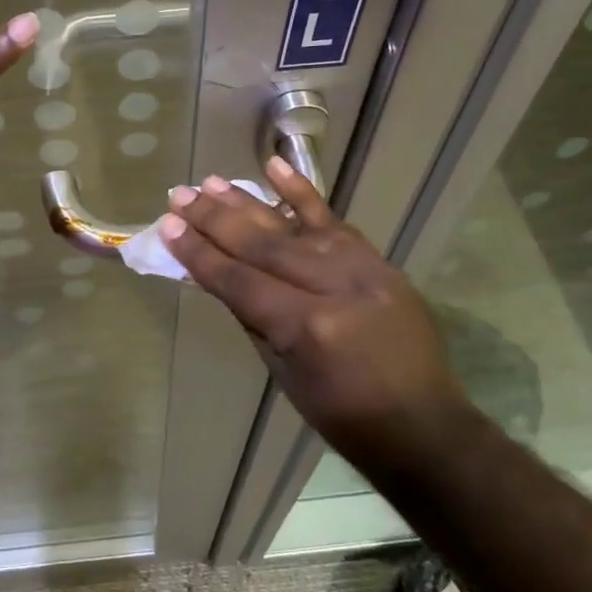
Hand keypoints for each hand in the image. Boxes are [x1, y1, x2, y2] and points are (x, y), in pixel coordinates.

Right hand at [158, 159, 466, 449]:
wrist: (423, 425)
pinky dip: (302, 192)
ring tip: (210, 182)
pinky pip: (335, 220)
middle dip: (214, 219)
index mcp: (306, 328)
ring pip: (292, 226)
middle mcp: (333, 287)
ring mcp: (362, 268)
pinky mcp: (379, 261)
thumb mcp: (284, 373)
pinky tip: (274, 166)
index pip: (239, 281)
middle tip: (180, 195)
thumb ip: (252, 318)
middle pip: (262, 245)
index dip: (199, 254)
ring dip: (247, 202)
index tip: (168, 227)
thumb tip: (218, 274)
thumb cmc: (343, 415)